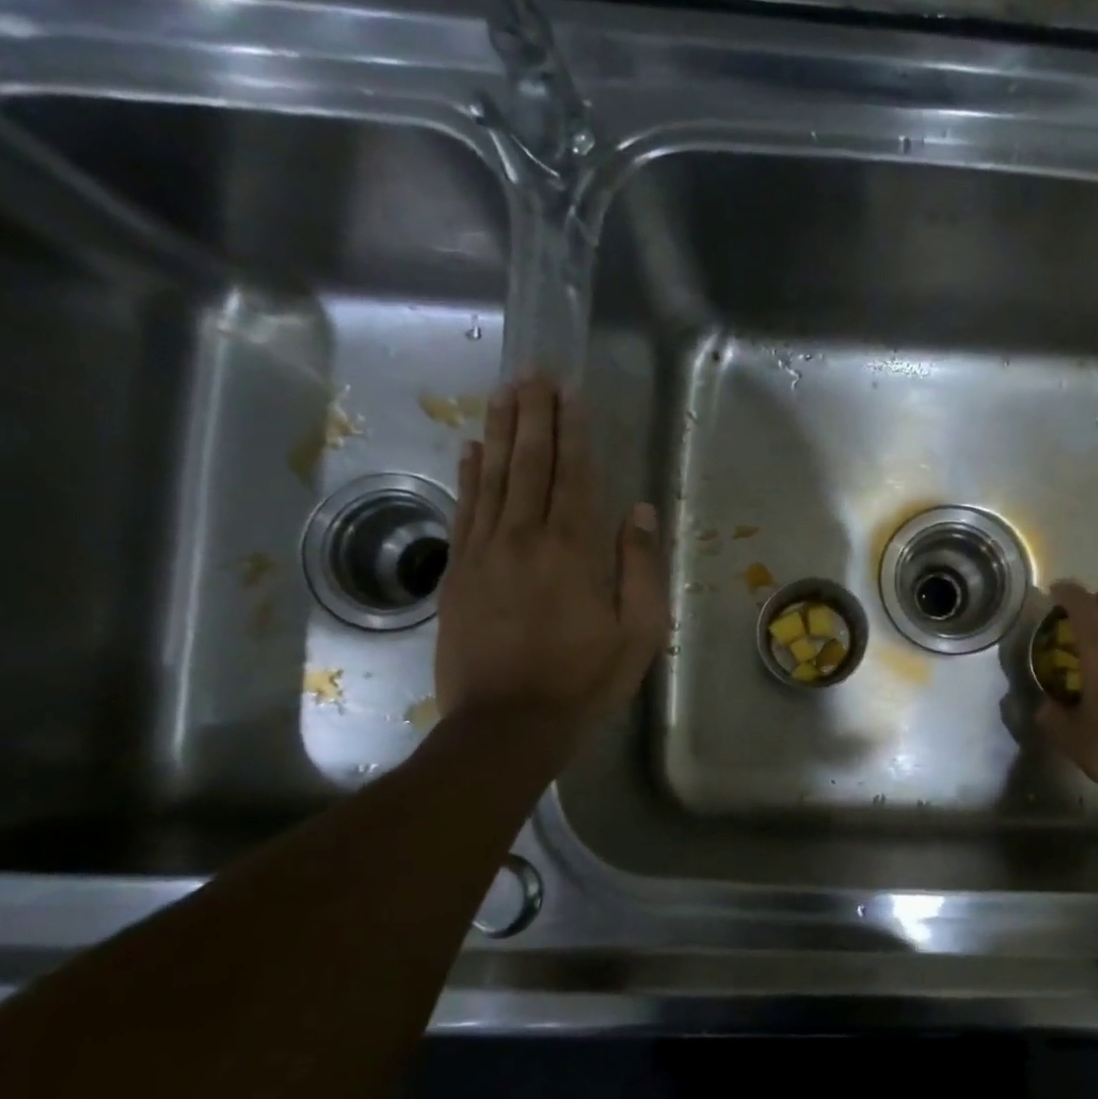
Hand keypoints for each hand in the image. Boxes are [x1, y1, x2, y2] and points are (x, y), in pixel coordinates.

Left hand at [434, 374, 664, 756]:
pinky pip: (464, 511)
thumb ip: (639, 567)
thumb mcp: (637, 632)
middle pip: (527, 464)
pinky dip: (469, 476)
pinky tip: (471, 451)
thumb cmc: (584, 680)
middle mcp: (522, 538)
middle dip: (533, 416)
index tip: (569, 391)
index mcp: (570, 550)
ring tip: (504, 394)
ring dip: (499, 433)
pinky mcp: (457, 573)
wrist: (507, 724)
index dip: (572, 430)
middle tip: (534, 374)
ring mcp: (482, 553)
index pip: (571, 475)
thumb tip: (638, 511)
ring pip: (491, 478)